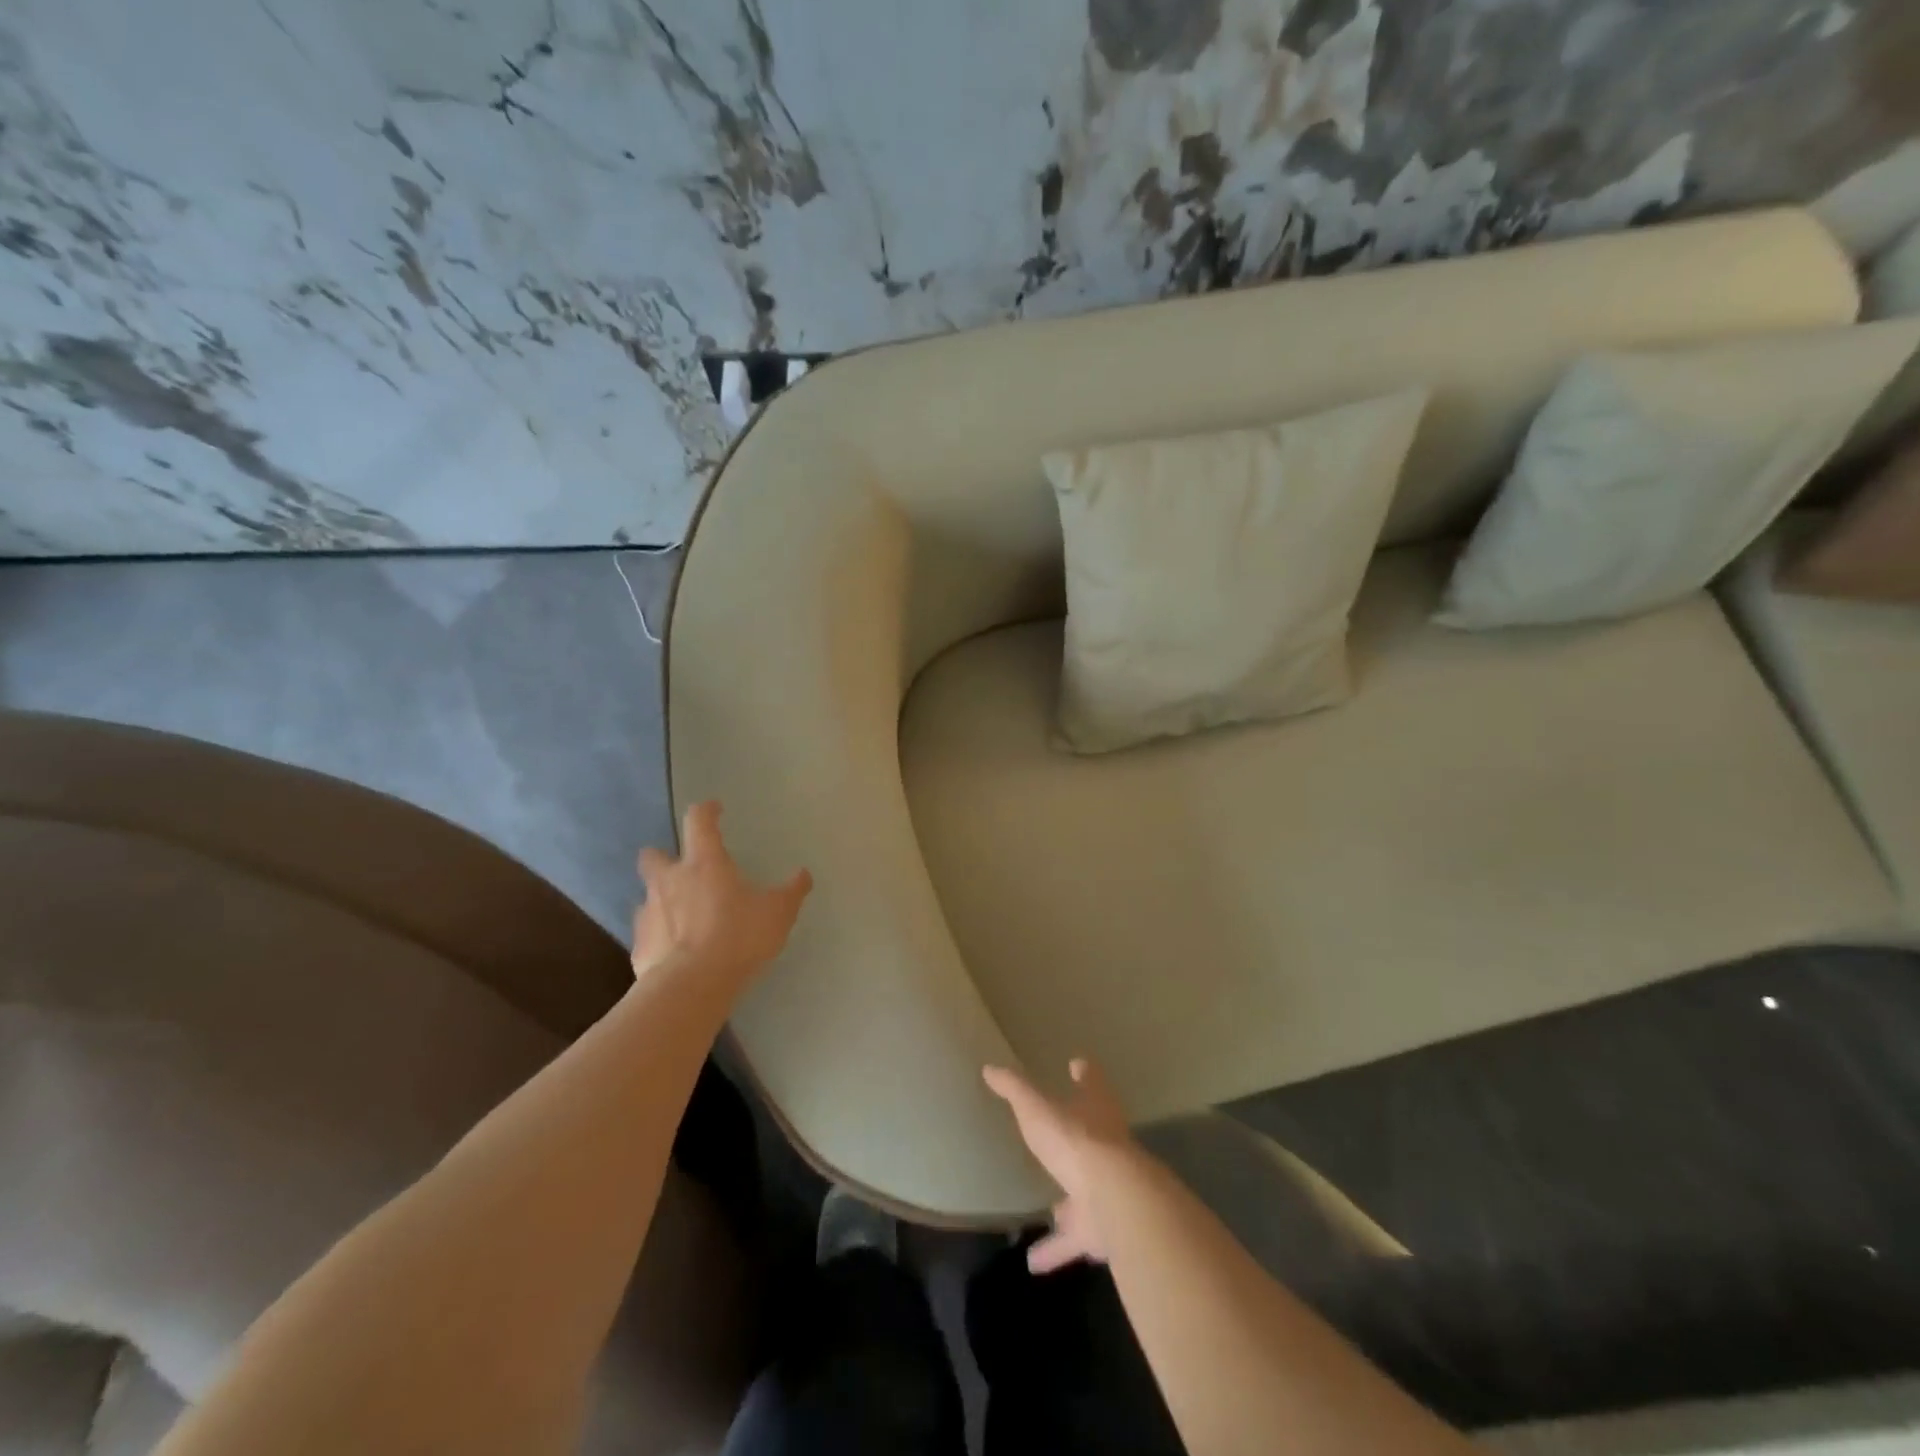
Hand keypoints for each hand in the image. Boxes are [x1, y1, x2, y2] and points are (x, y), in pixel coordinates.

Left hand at [632, 801, 811, 987]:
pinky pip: (648, 934)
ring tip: (684, 918)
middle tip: (684, 869)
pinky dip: (660, 937)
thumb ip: (791, 891)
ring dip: (663, 900)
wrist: (691, 987)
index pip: (699, 821)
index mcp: (704, 863)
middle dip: (664, 857)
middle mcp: (670, 881)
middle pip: (653, 856)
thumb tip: (804, 874)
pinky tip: (676, 953)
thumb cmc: (738, 937)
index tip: (714, 809)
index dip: (706, 811)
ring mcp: (649, 914)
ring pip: (649, 896)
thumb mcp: (778, 913)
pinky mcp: (639, 947)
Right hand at [983, 1058, 1134, 1273]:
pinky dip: (1056, 1249)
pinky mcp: (1104, 1228)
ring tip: (1051, 1212)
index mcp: (1096, 1111)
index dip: (1086, 1074)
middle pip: (1096, 1137)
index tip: (1079, 1064)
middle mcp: (1107, 1146)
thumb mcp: (1036, 1109)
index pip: (1092, 1084)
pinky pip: (1076, 1239)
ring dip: (1070, 1204)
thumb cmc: (1075, 1142)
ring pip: (1087, 1194)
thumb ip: (1014, 1090)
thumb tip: (990, 1068)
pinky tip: (1034, 1262)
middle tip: (1063, 1138)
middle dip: (1081, 1138)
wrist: (1115, 1202)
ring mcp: (1109, 1189)